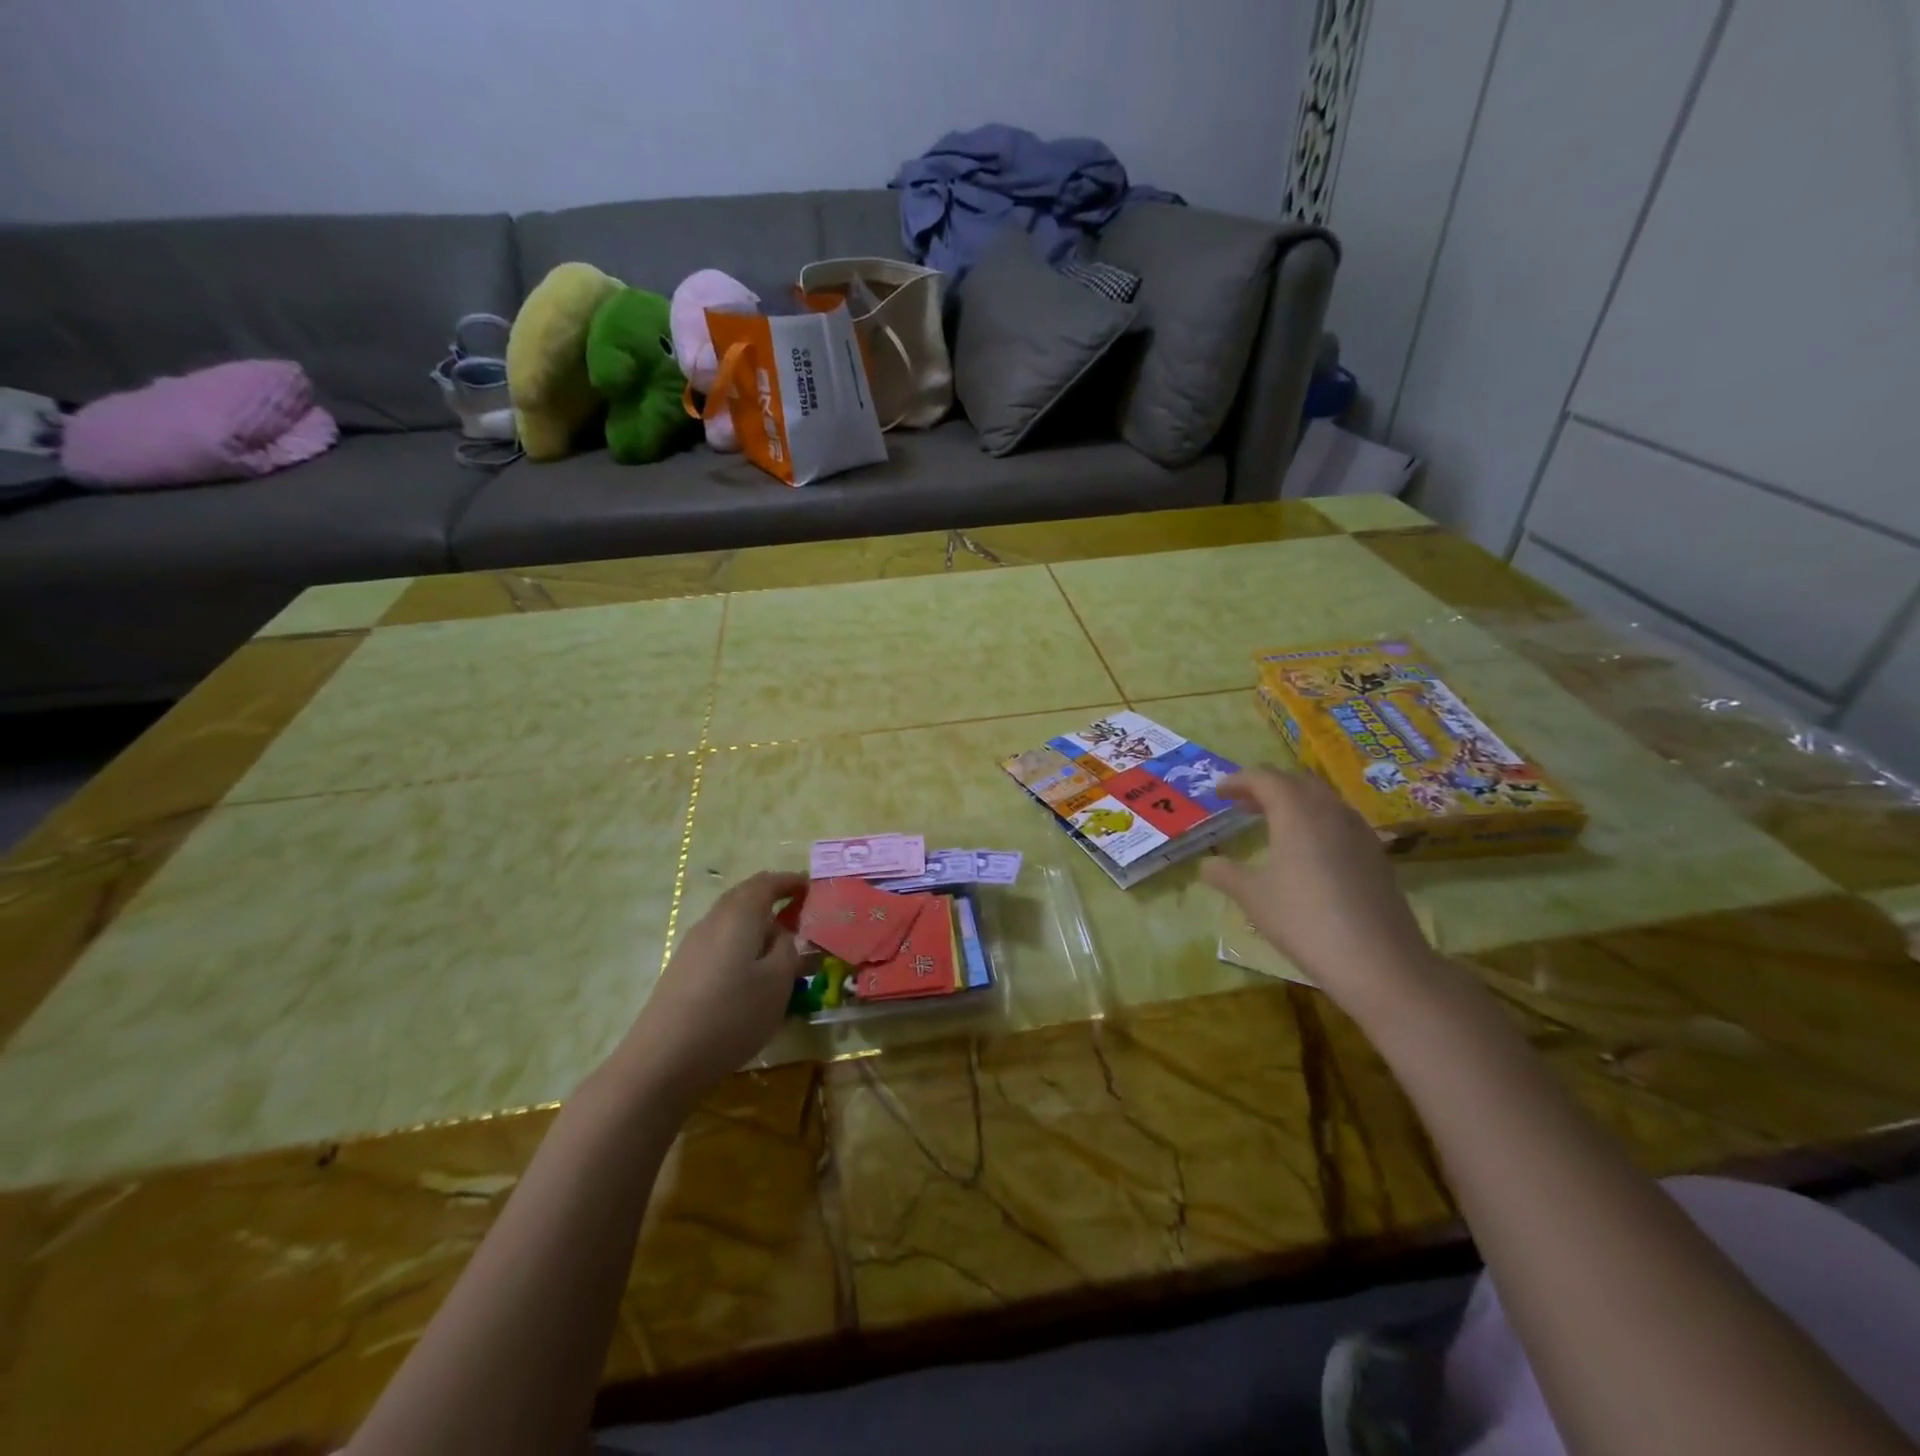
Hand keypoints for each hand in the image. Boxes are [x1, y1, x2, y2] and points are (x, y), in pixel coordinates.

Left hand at [616, 871, 807, 1102]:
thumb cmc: (731, 1015)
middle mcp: (713, 921)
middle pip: (745, 898)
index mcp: (739, 915)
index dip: (790, 881)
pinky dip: (742, 947)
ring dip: (757, 927)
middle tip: (800, 917)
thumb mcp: (777, 983)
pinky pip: (720, 944)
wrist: (663, 1061)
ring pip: (731, 923)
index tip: (811, 888)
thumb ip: (789, 951)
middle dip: (773, 901)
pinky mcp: (682, 971)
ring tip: (781, 951)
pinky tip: (751, 977)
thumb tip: (786, 935)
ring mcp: (693, 946)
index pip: (766, 883)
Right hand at [1199, 767, 1440, 1016]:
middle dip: (1267, 786)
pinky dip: (1316, 821)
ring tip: (1271, 823)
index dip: (1238, 780)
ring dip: (1294, 802)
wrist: (1379, 962)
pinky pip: (1340, 821)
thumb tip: (1206, 863)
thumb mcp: (1253, 897)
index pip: (1264, 778)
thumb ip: (1225, 874)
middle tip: (1243, 803)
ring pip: (1322, 800)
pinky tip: (1306, 851)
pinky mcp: (1376, 855)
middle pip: (1296, 782)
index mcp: (1296, 812)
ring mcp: (1359, 832)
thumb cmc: (1304, 920)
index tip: (1218, 791)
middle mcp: (1330, 811)